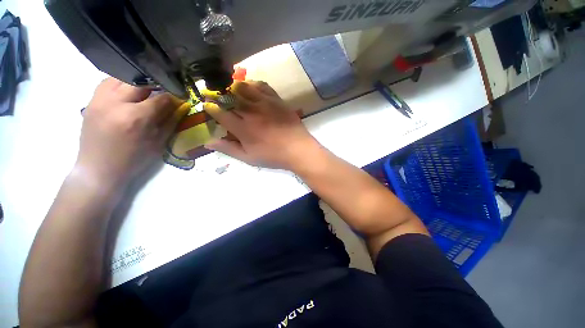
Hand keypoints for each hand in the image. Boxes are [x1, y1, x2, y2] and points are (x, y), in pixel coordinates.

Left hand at [76, 78, 187, 185]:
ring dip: (136, 83)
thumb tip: (181, 103)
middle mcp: (117, 103)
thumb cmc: (127, 164)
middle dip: (155, 87)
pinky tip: (122, 93)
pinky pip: (110, 80)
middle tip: (157, 95)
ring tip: (138, 94)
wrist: (96, 173)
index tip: (176, 98)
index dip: (172, 97)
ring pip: (126, 75)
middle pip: (144, 81)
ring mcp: (102, 99)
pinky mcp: (92, 99)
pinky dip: (119, 83)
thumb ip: (169, 122)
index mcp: (134, 119)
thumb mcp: (153, 147)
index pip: (161, 97)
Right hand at [204, 81, 319, 170]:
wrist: (298, 149)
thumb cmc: (271, 156)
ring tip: (229, 87)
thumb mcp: (247, 157)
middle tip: (214, 93)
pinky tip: (249, 85)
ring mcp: (264, 103)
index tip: (206, 104)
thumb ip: (227, 148)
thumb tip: (208, 142)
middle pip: (230, 97)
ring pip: (244, 87)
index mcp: (242, 128)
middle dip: (219, 94)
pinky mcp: (275, 98)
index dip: (211, 108)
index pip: (221, 114)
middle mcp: (251, 112)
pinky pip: (261, 85)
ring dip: (234, 86)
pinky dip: (252, 83)